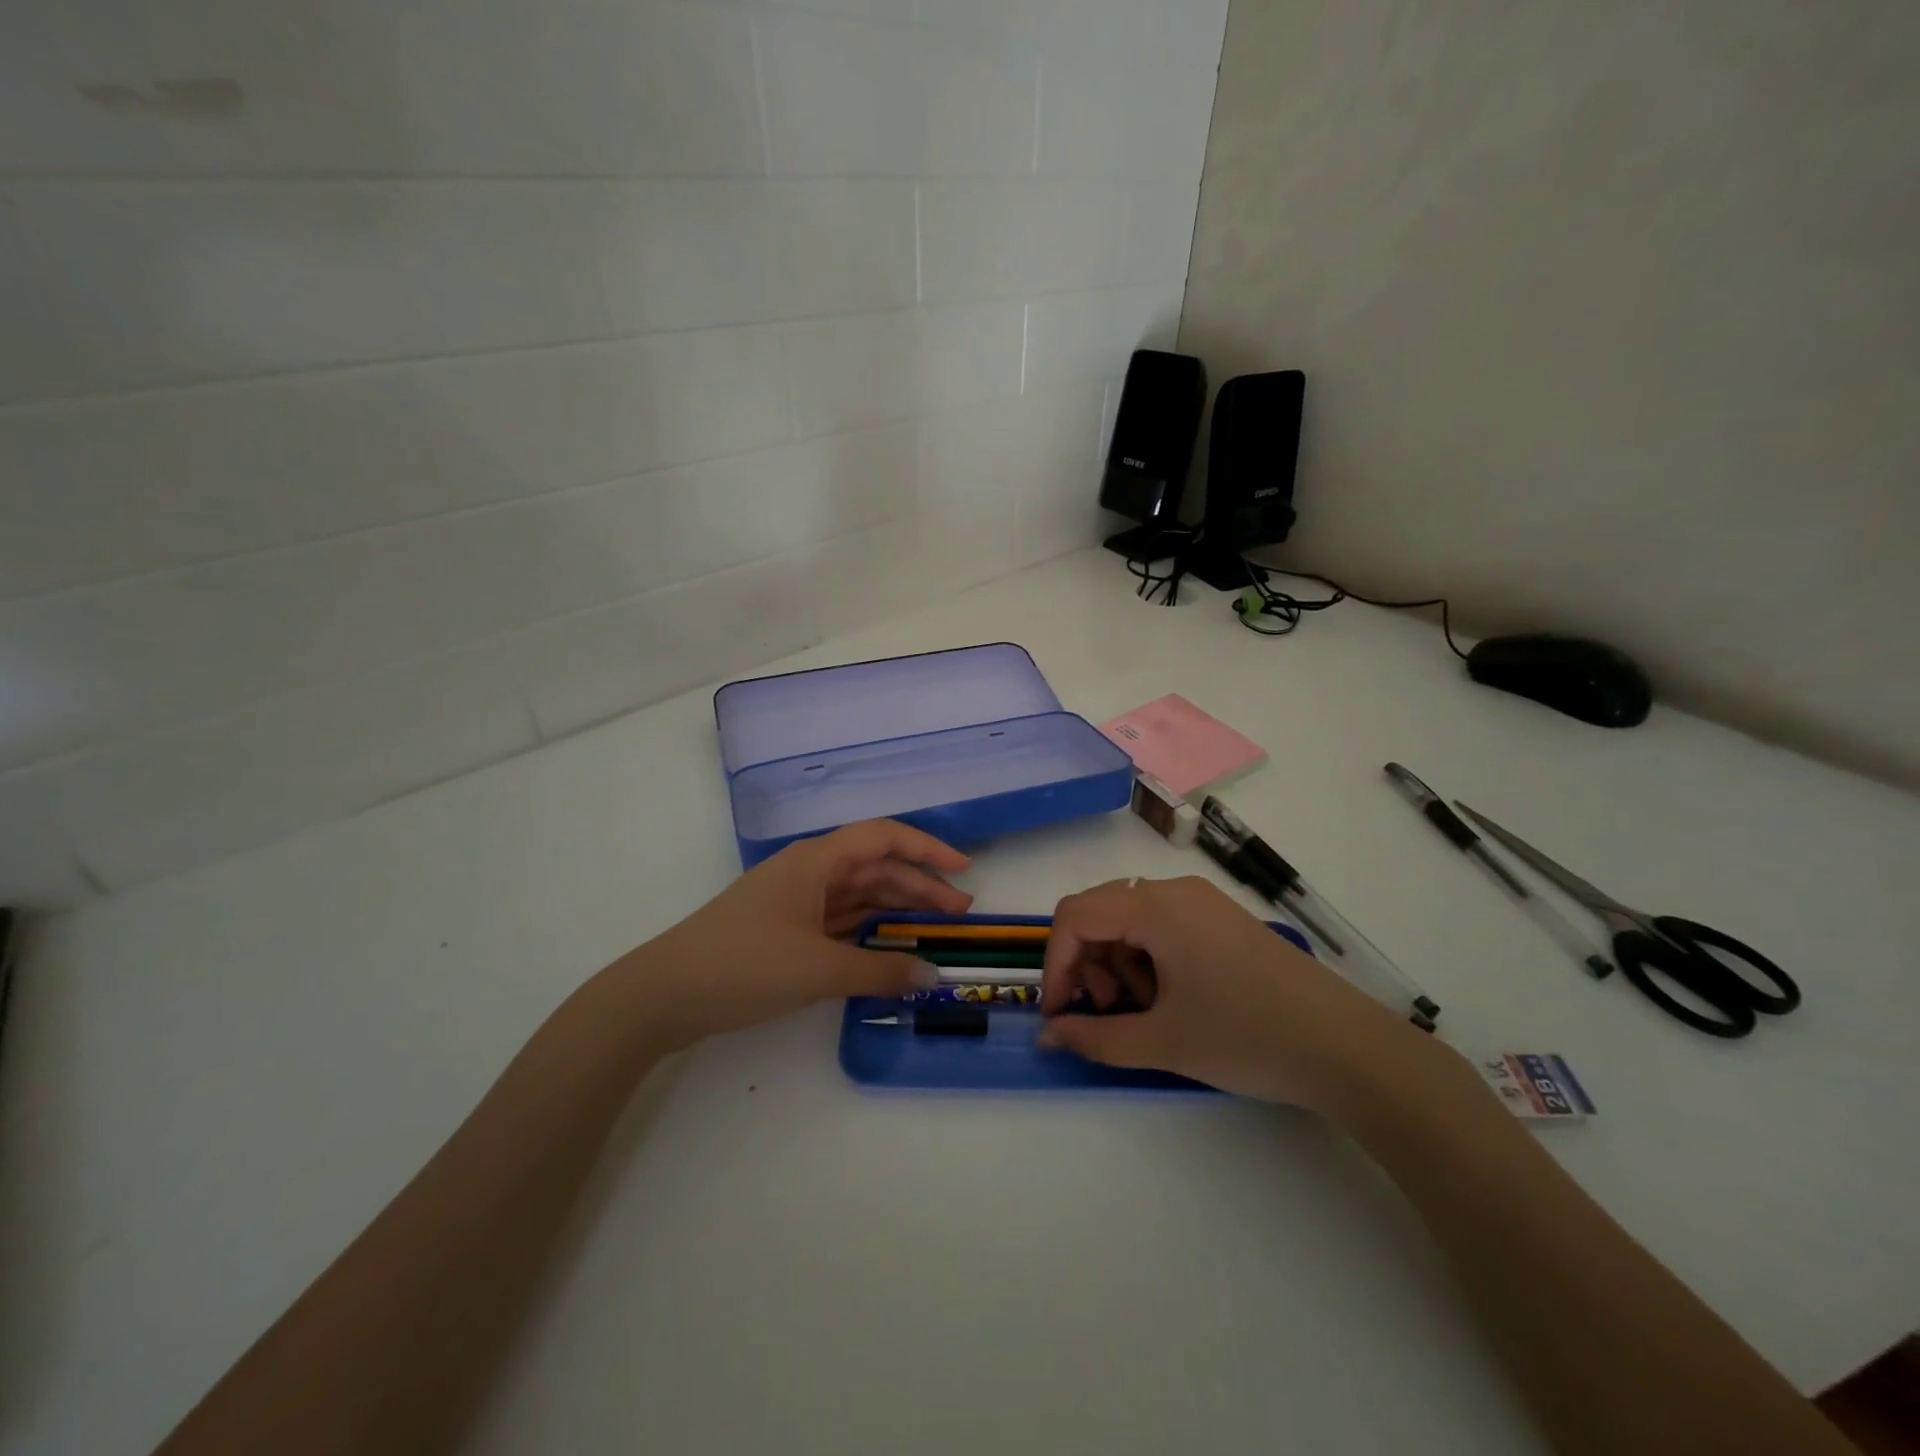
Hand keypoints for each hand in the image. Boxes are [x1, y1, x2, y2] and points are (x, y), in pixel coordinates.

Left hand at [623, 820, 971, 1050]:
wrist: (664, 994)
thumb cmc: (743, 964)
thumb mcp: (817, 970)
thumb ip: (879, 973)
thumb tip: (933, 976)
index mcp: (816, 861)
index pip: (884, 838)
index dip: (927, 848)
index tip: (963, 869)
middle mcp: (809, 872)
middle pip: (876, 868)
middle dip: (919, 887)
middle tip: (959, 914)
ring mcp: (796, 901)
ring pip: (858, 895)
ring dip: (896, 909)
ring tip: (934, 930)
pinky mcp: (785, 929)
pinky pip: (840, 921)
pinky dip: (869, 932)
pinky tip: (889, 948)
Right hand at [1036, 876, 1444, 1113]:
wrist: (1348, 1048)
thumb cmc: (1247, 1038)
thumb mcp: (1163, 1043)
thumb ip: (1094, 1038)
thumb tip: (1049, 1035)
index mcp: (1156, 907)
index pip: (1076, 916)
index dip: (1056, 964)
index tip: (1060, 1013)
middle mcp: (1175, 890)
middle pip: (1100, 912)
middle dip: (1087, 963)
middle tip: (1105, 1013)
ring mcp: (1203, 902)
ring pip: (1130, 919)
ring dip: (1118, 963)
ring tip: (1143, 1011)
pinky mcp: (1222, 920)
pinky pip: (1162, 926)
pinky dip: (1148, 959)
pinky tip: (1171, 999)